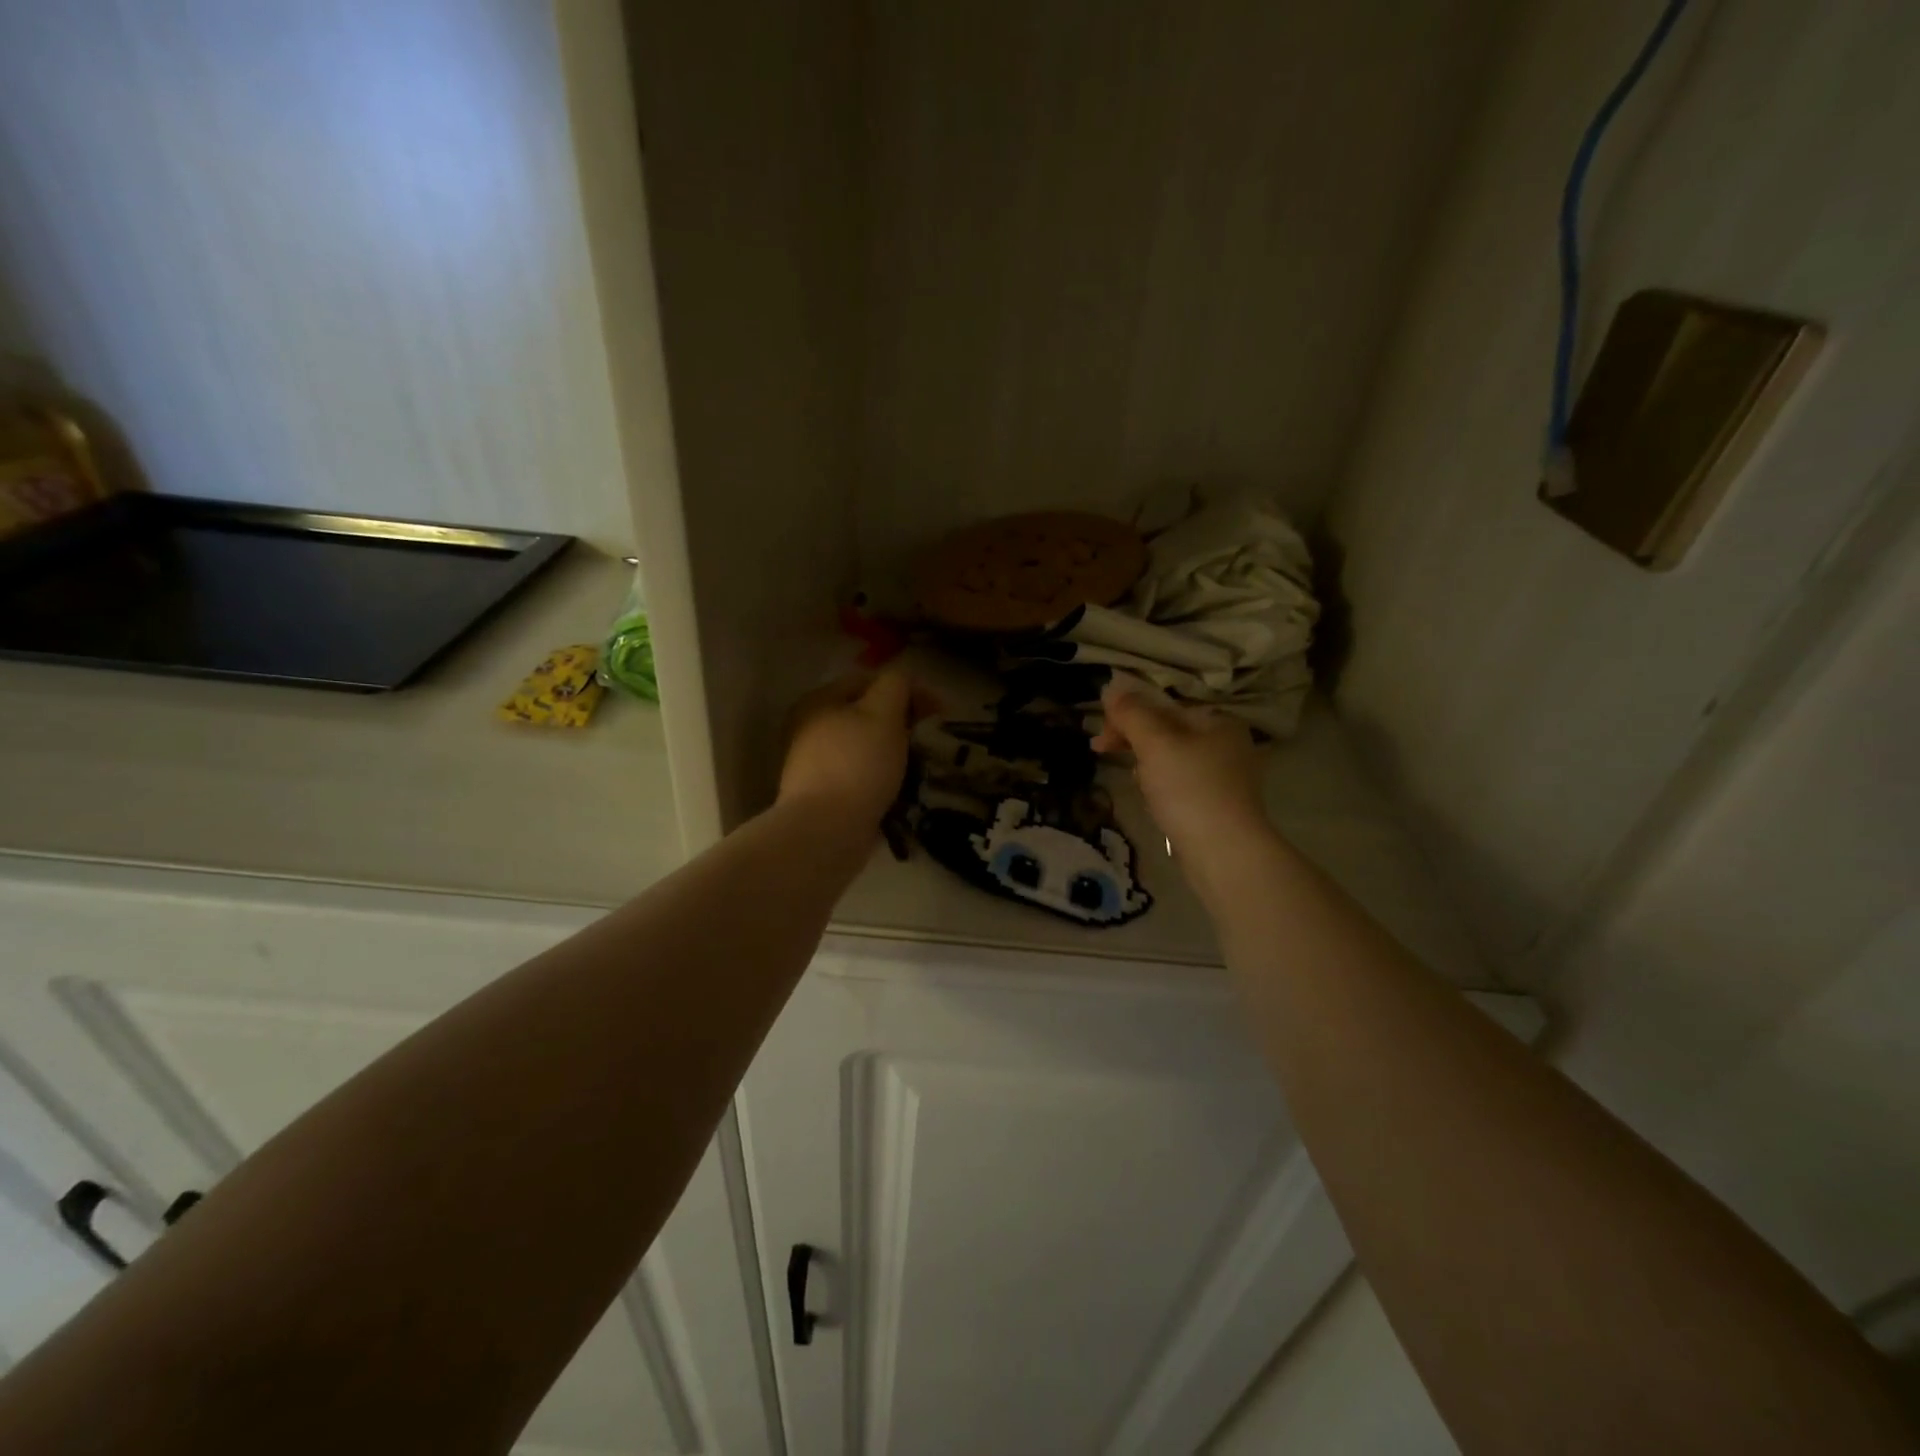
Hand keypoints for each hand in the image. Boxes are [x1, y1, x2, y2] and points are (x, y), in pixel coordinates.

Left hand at [779, 671, 931, 827]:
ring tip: (919, 768)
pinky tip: (900, 791)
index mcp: (819, 700)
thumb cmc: (857, 764)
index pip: (870, 680)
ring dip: (893, 753)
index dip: (909, 690)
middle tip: (928, 741)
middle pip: (866, 714)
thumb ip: (896, 685)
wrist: (826, 832)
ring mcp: (813, 764)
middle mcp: (809, 727)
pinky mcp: (822, 795)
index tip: (939, 713)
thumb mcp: (883, 713)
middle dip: (902, 724)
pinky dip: (881, 778)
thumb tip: (904, 680)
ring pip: (864, 747)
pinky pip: (860, 776)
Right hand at [1092, 677, 1269, 852]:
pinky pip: (1179, 785)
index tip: (1099, 736)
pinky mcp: (1216, 806)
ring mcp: (1223, 778)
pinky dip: (1160, 787)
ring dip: (1144, 764)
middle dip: (1132, 740)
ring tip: (1133, 781)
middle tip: (1100, 751)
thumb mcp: (1155, 743)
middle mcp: (1226, 744)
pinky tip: (1150, 800)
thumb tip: (1111, 686)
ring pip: (1170, 759)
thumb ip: (1131, 713)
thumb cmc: (1189, 789)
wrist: (1224, 853)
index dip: (1126, 715)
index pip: (1163, 707)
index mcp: (1218, 722)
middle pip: (1167, 731)